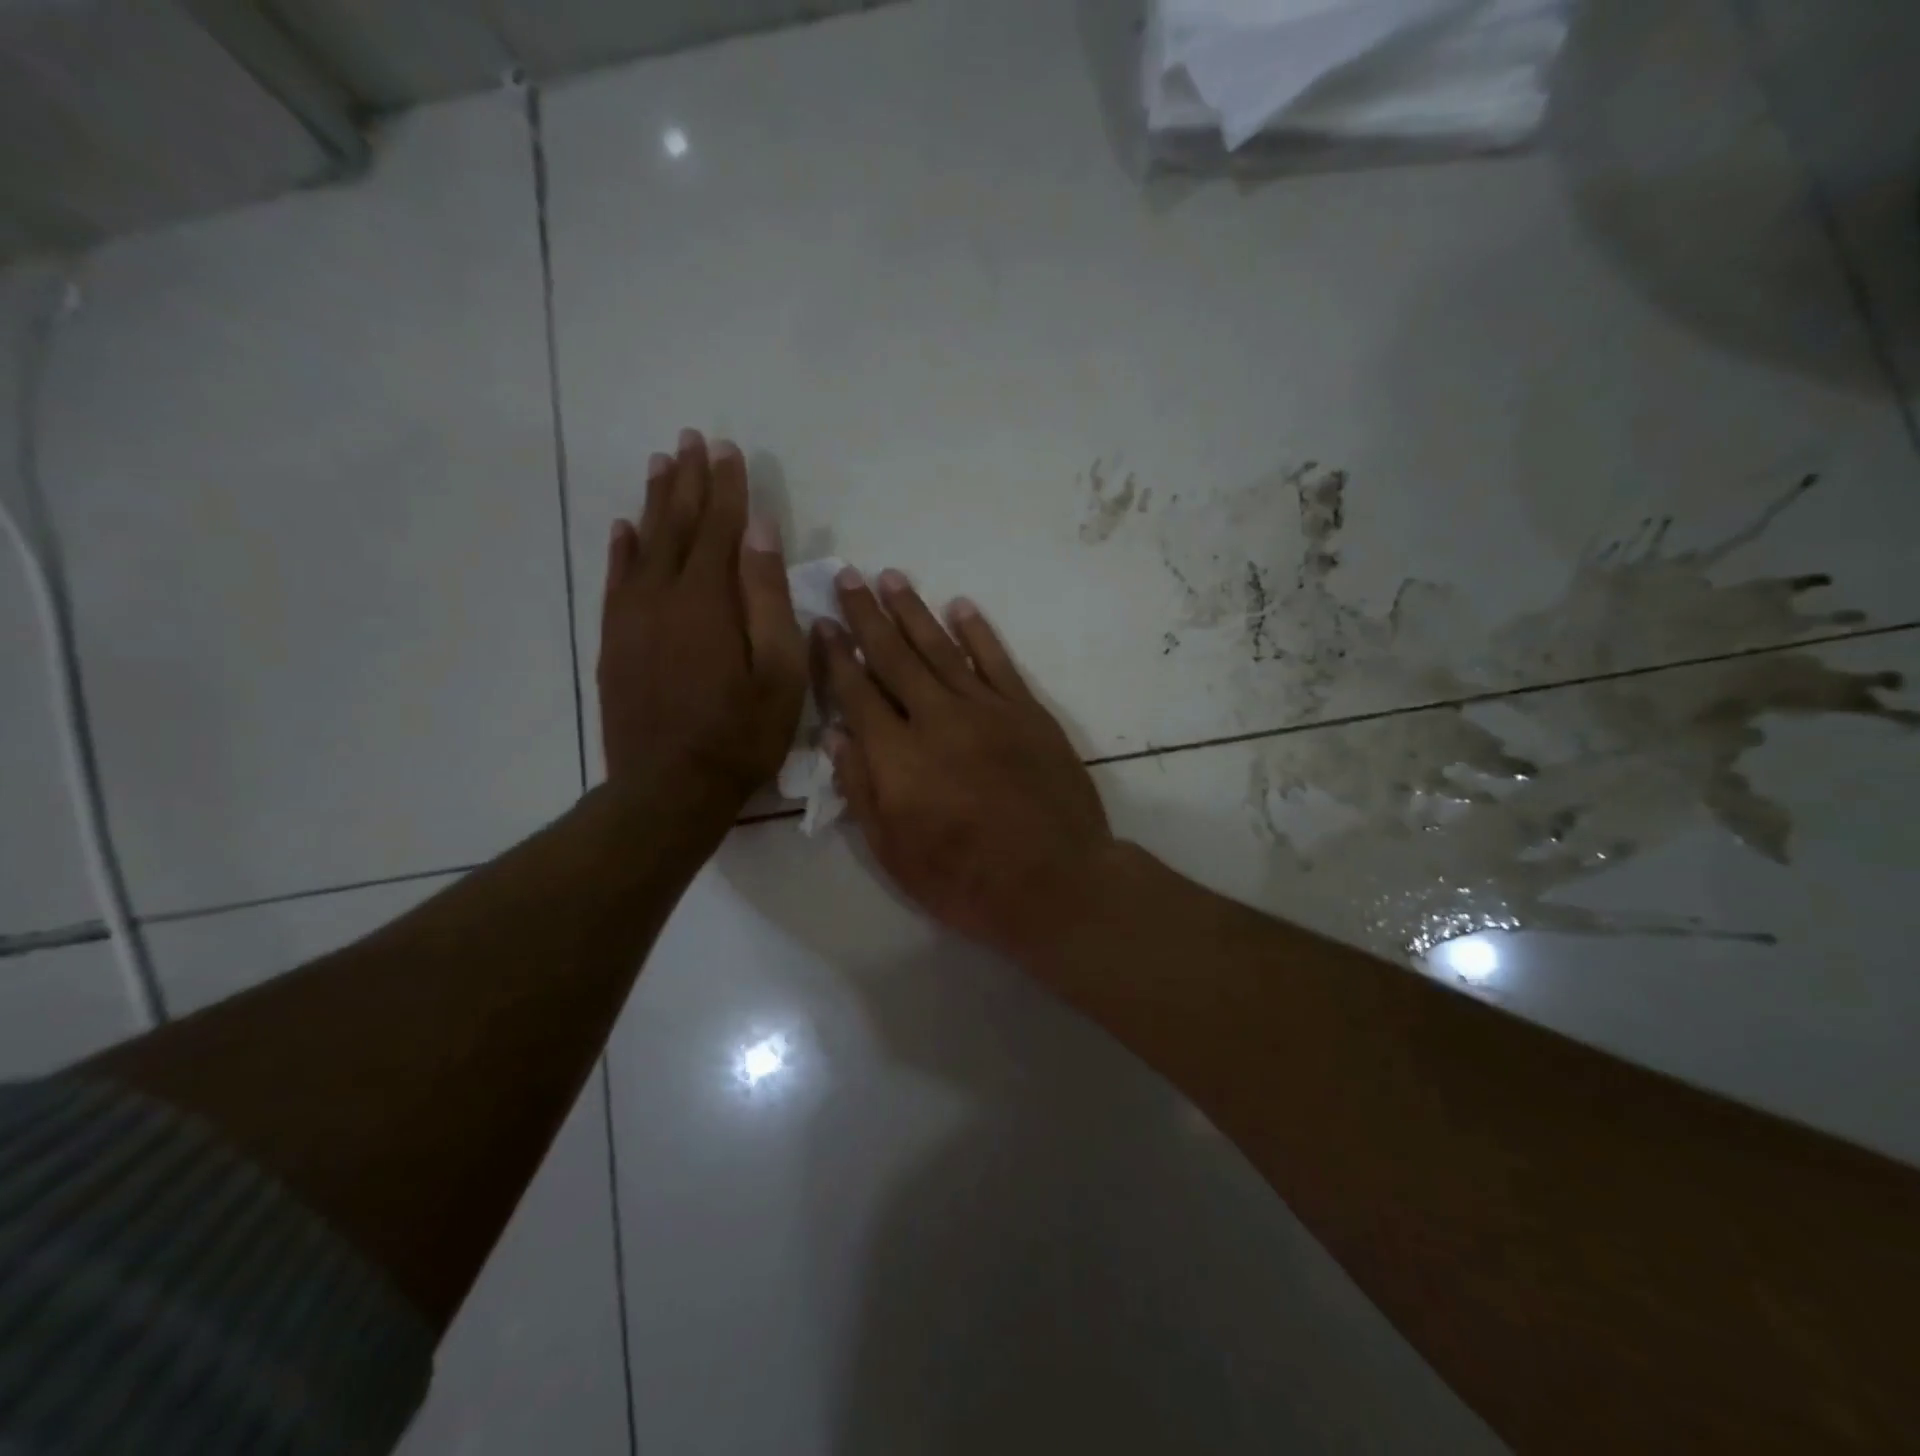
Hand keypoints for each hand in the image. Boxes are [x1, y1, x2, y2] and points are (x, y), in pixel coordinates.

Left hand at [599, 429, 805, 812]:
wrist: (668, 788)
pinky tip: (624, 528)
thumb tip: (761, 531)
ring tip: (661, 463)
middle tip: (691, 439)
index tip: (729, 449)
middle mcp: (663, 595)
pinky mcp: (615, 642)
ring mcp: (632, 618)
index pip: (720, 527)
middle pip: (677, 524)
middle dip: (688, 480)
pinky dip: (622, 549)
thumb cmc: (740, 734)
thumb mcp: (778, 671)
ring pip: (644, 544)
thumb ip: (768, 597)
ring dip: (655, 502)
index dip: (727, 487)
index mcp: (708, 599)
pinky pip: (617, 580)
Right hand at [817, 568, 1117, 961]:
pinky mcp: (1027, 712)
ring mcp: (987, 710)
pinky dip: (978, 632)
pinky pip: (997, 662)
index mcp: (897, 756)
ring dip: (914, 611)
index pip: (856, 692)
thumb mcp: (893, 852)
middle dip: (867, 615)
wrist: (1056, 882)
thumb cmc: (965, 880)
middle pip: (895, 656)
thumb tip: (835, 735)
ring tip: (892, 577)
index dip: (835, 656)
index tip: (821, 623)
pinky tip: (961, 606)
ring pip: (941, 649)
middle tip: (848, 577)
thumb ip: (860, 789)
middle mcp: (937, 718)